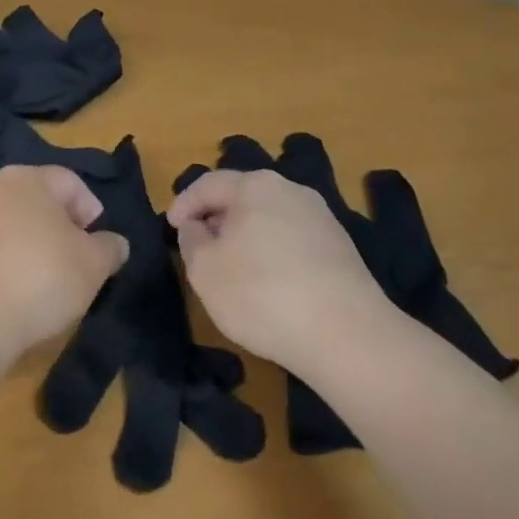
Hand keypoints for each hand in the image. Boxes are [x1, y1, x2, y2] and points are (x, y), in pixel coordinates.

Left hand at [0, 166, 127, 351]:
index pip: (70, 182)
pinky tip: (15, 291)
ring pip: (11, 224)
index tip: (97, 243)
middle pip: (37, 201)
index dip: (90, 209)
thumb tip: (114, 243)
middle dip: (59, 227)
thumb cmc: (42, 276)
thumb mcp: (94, 264)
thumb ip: (110, 248)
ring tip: (45, 280)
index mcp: (29, 178)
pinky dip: (5, 262)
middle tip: (75, 260)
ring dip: (30, 244)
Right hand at [167, 168, 397, 372]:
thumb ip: (191, 240)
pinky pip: (292, 238)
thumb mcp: (205, 270)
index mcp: (255, 185)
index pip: (208, 184)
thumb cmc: (262, 294)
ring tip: (232, 265)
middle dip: (216, 217)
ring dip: (246, 235)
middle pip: (241, 196)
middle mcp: (290, 189)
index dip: (184, 204)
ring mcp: (321, 216)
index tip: (170, 227)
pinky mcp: (340, 246)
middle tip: (199, 244)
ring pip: (269, 216)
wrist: (347, 335)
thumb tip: (197, 226)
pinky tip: (269, 281)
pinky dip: (272, 250)